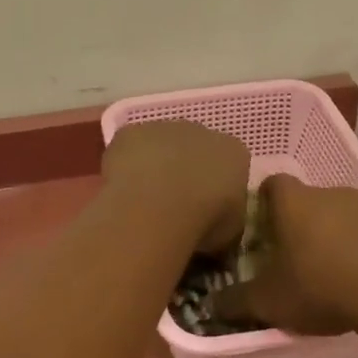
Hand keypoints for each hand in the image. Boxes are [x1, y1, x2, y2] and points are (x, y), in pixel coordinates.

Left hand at [101, 121, 250, 252]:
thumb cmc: (205, 220)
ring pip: (160, 145)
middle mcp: (202, 131)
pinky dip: (126, 164)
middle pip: (195, 148)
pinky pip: (130, 148)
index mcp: (234, 152)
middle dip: (186, 170)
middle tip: (173, 203)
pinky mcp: (131, 132)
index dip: (216, 186)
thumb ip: (225, 216)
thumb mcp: (230, 230)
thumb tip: (215, 221)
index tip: (207, 208)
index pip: (230, 164)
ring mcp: (164, 128)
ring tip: (144, 199)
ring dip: (155, 165)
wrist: (160, 204)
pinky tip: (123, 189)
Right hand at [214, 174, 357, 333]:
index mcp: (292, 202)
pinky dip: (354, 251)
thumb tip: (211, 305)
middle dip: (294, 224)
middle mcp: (327, 194)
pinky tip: (352, 281)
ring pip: (335, 216)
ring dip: (327, 237)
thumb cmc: (318, 285)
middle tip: (285, 256)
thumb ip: (235, 301)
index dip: (262, 201)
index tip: (257, 227)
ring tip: (321, 272)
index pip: (271, 183)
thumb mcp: (266, 301)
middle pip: (304, 201)